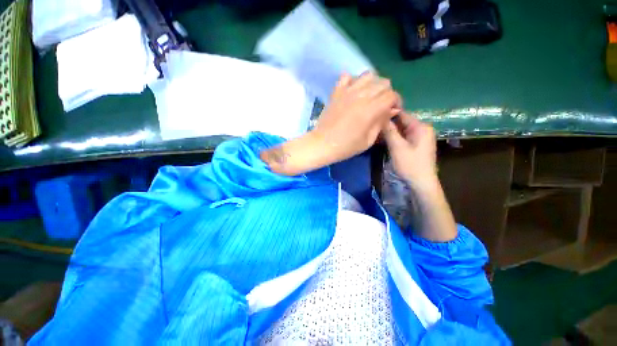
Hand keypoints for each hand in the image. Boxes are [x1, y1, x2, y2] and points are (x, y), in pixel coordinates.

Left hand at [261, 72, 399, 175]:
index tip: (393, 110)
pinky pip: (347, 76)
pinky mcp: (336, 92)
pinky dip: (353, 80)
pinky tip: (353, 91)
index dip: (396, 102)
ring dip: (373, 84)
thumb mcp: (368, 140)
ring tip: (369, 97)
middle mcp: (361, 95)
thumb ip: (381, 123)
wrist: (322, 144)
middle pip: (383, 83)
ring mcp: (347, 91)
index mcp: (371, 109)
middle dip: (387, 93)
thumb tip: (392, 110)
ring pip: (368, 75)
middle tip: (382, 105)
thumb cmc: (346, 146)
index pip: (391, 95)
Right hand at [382, 112, 437, 188]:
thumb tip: (382, 117)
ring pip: (402, 130)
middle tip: (374, 128)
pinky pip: (404, 137)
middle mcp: (423, 129)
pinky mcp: (417, 144)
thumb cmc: (410, 165)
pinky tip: (385, 141)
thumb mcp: (397, 147)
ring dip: (390, 132)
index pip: (403, 114)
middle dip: (388, 125)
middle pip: (402, 122)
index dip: (388, 115)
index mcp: (421, 127)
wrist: (421, 183)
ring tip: (376, 134)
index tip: (375, 117)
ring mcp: (420, 137)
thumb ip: (390, 132)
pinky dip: (395, 138)